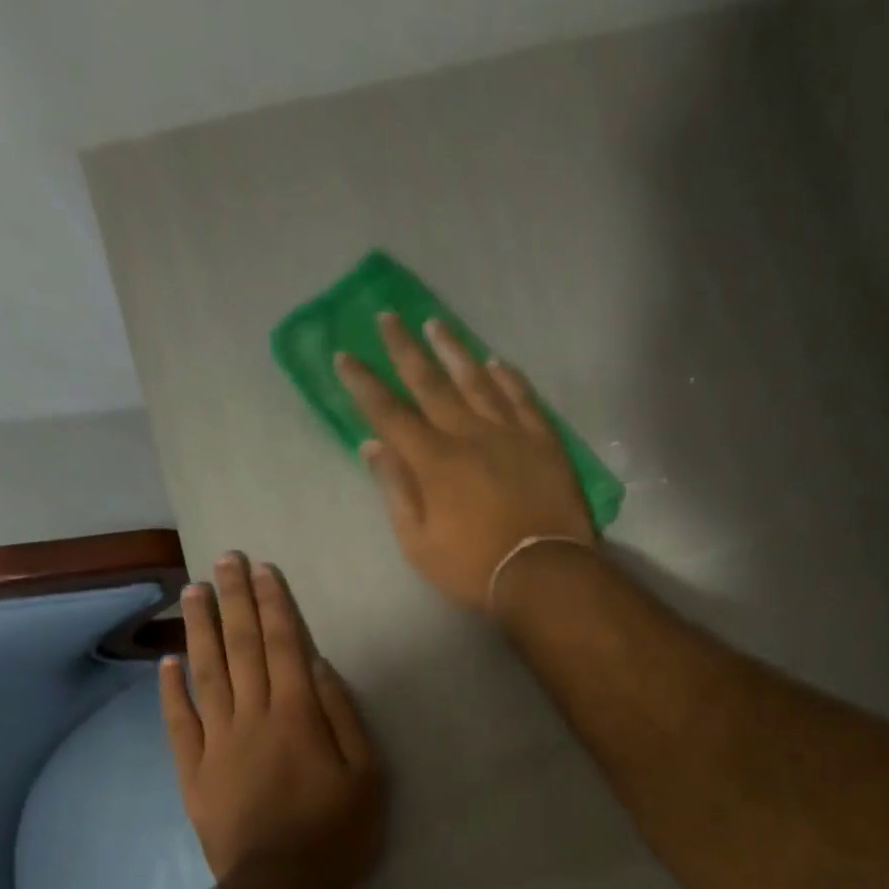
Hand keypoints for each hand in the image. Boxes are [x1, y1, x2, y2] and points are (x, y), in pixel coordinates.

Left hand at [159, 553, 383, 888]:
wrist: (281, 888)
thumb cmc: (338, 831)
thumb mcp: (367, 774)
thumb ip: (343, 715)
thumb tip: (318, 666)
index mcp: (297, 716)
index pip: (283, 647)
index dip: (274, 605)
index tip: (264, 570)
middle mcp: (252, 718)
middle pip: (241, 649)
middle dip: (234, 601)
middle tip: (224, 560)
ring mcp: (217, 744)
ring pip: (206, 675)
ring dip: (200, 630)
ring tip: (193, 592)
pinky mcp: (194, 772)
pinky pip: (179, 723)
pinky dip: (171, 690)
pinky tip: (167, 661)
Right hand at [335, 313, 594, 612]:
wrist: (543, 572)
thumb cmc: (474, 567)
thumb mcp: (419, 542)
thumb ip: (396, 491)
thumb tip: (372, 447)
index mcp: (433, 460)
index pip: (389, 413)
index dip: (364, 384)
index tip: (345, 355)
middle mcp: (468, 434)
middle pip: (431, 382)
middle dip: (405, 348)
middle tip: (388, 316)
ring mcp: (510, 433)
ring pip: (477, 380)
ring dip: (454, 350)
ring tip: (437, 324)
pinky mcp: (544, 441)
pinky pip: (523, 398)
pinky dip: (508, 377)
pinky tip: (496, 362)